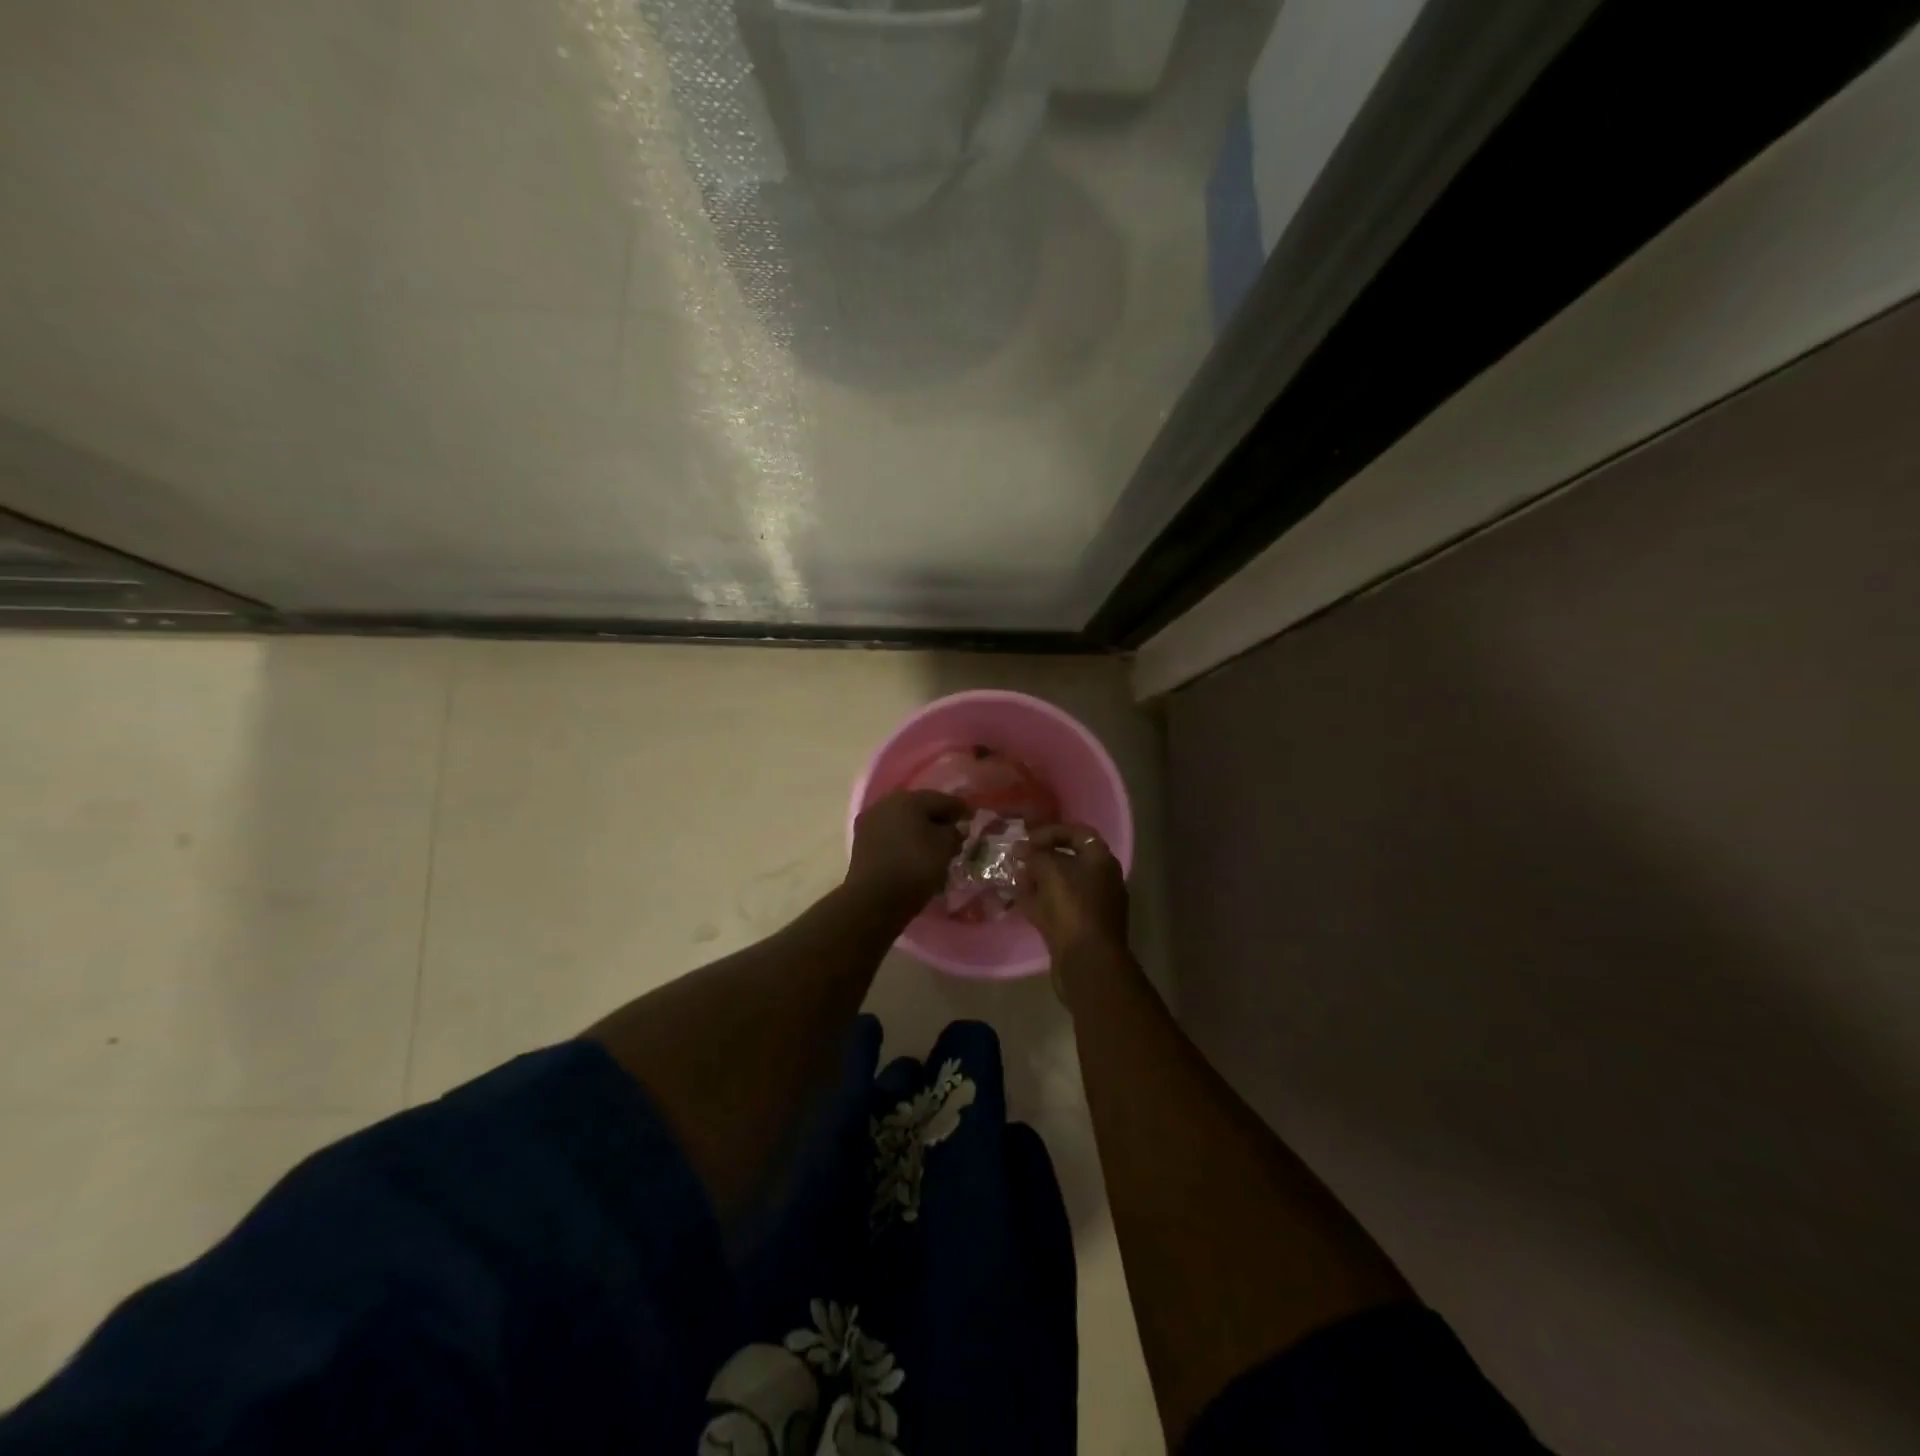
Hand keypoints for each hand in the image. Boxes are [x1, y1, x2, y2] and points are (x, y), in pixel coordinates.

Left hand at [846, 789, 967, 916]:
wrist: (873, 899)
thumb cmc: (915, 867)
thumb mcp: (945, 847)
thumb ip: (954, 832)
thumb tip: (954, 829)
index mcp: (908, 798)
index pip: (941, 799)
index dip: (960, 809)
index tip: (973, 817)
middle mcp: (886, 803)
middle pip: (919, 807)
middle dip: (938, 818)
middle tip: (954, 831)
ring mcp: (870, 822)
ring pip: (903, 821)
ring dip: (919, 829)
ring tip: (935, 845)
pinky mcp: (861, 842)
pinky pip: (891, 835)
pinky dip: (904, 841)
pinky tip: (915, 853)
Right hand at [1014, 823, 1130, 966]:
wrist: (1087, 960)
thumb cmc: (1072, 906)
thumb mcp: (1050, 870)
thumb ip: (1035, 855)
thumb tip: (1022, 849)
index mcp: (1102, 860)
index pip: (1077, 833)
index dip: (1050, 832)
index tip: (1026, 839)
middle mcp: (1102, 880)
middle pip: (1068, 859)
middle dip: (1041, 858)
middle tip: (1018, 859)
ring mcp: (1093, 906)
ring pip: (1061, 885)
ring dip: (1038, 880)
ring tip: (1016, 878)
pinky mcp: (1081, 928)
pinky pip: (1059, 907)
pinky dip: (1040, 902)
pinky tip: (1021, 900)